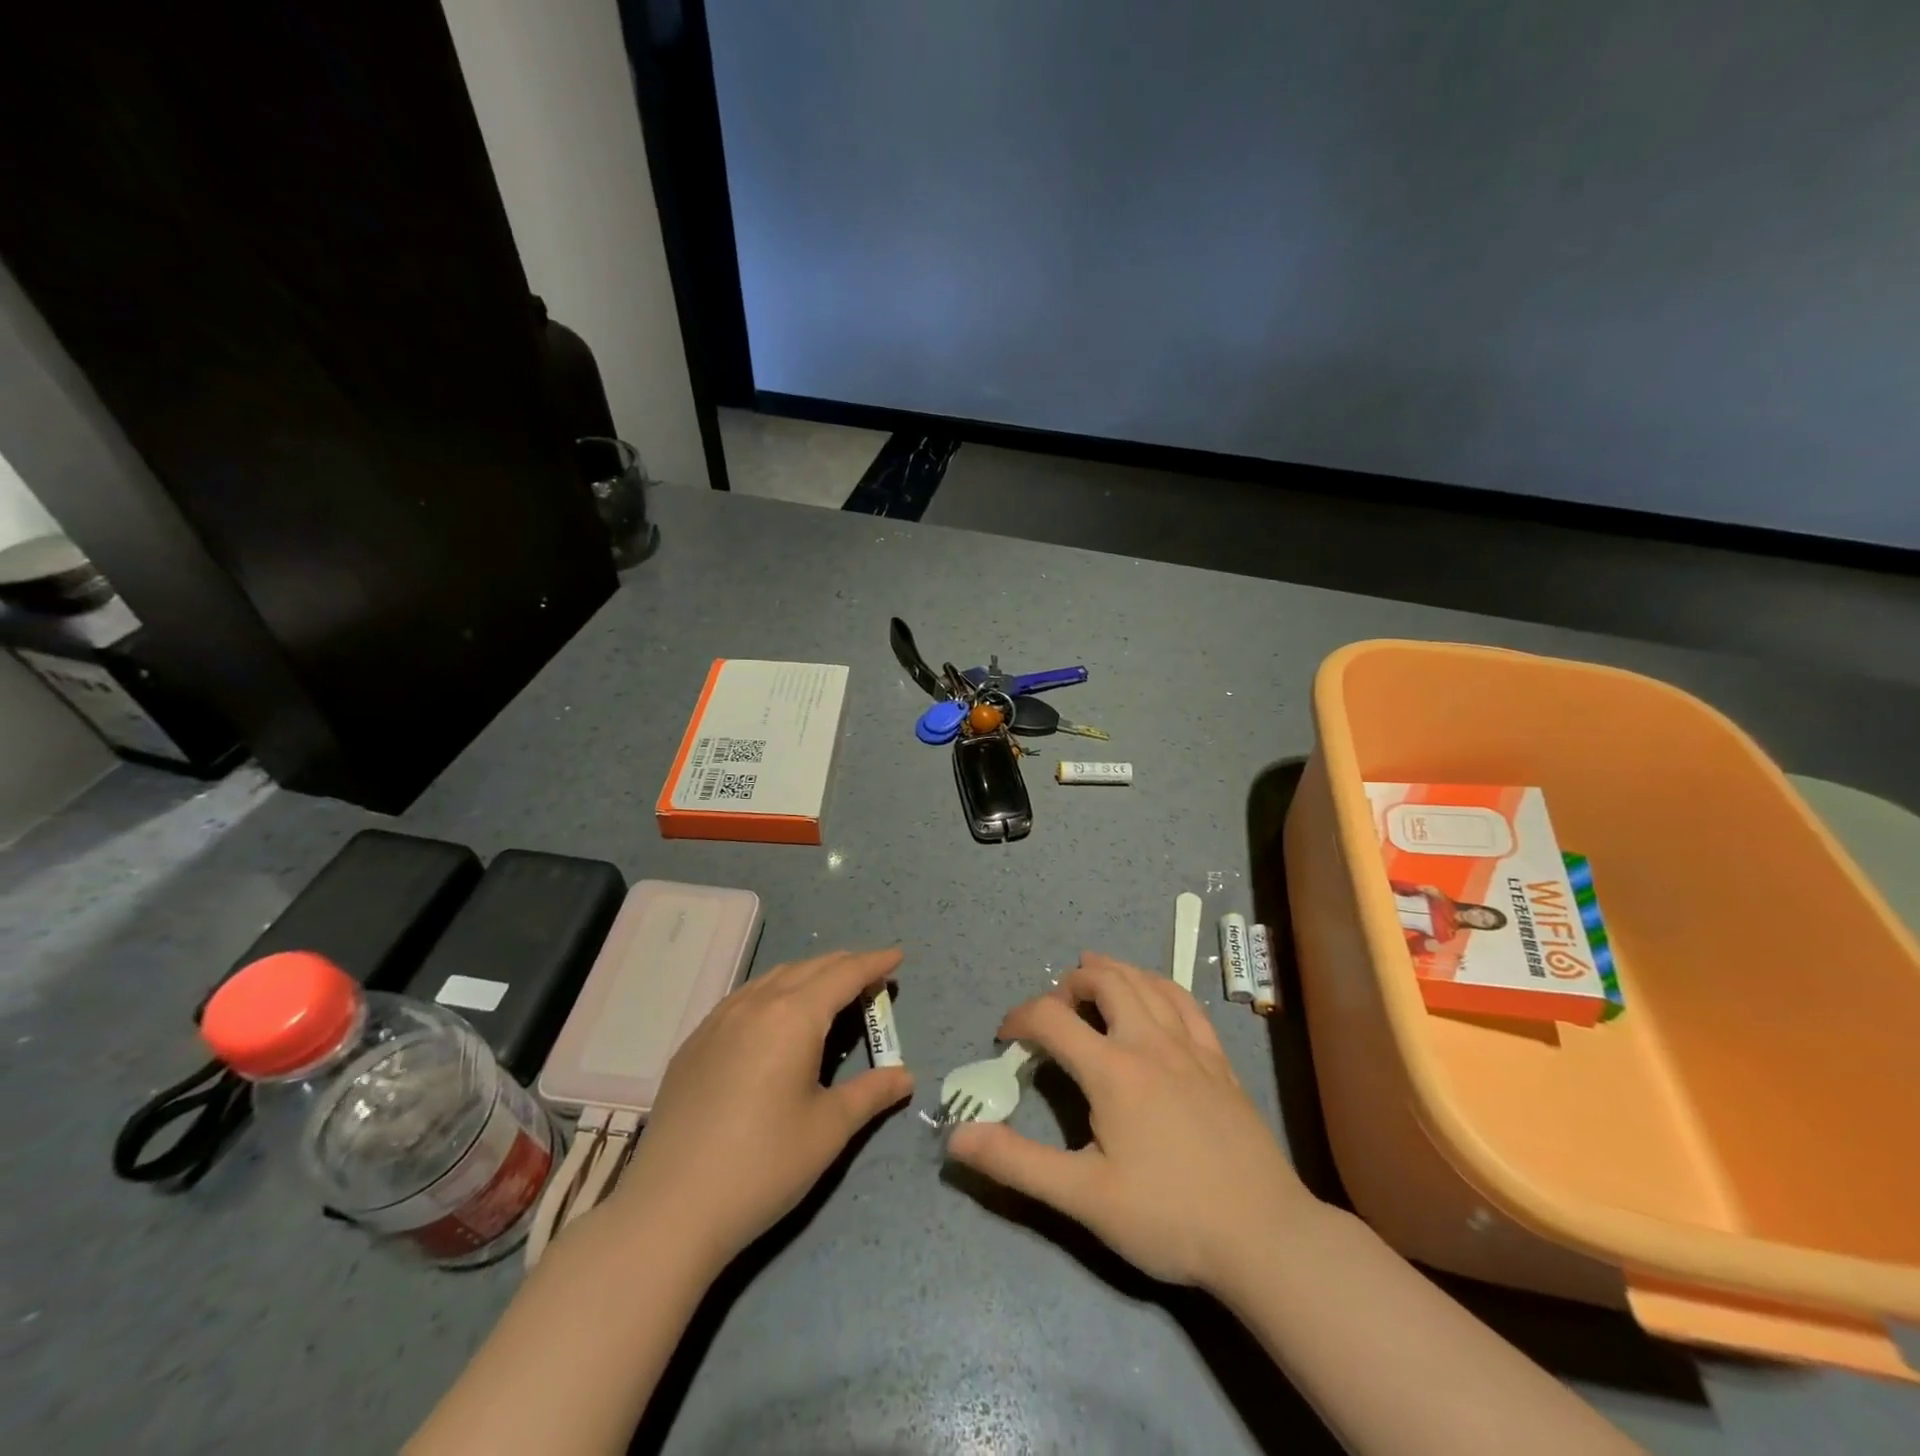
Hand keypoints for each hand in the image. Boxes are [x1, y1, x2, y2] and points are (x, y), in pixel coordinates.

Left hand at [610, 948, 912, 1269]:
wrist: (670, 1209)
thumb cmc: (763, 1166)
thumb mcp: (828, 1129)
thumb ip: (871, 1093)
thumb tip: (905, 1076)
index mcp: (793, 1016)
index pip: (843, 975)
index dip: (874, 963)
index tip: (896, 956)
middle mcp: (755, 1004)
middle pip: (808, 968)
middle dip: (844, 966)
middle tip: (871, 978)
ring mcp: (718, 1020)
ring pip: (772, 978)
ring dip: (807, 976)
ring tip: (827, 993)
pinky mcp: (694, 1043)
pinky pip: (743, 998)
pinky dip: (773, 994)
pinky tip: (775, 1020)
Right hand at [946, 952, 1317, 1291]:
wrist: (1264, 1237)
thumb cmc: (1168, 1216)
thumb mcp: (1083, 1197)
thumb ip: (1018, 1162)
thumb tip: (956, 1136)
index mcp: (1113, 1069)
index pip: (1052, 1019)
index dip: (1019, 1019)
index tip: (1005, 1039)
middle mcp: (1150, 1042)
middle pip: (1105, 981)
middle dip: (1070, 984)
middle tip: (1053, 1006)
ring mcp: (1191, 1048)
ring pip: (1147, 983)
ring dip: (1114, 971)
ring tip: (1093, 973)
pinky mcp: (1220, 1063)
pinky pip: (1187, 1004)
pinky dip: (1160, 986)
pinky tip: (1155, 994)